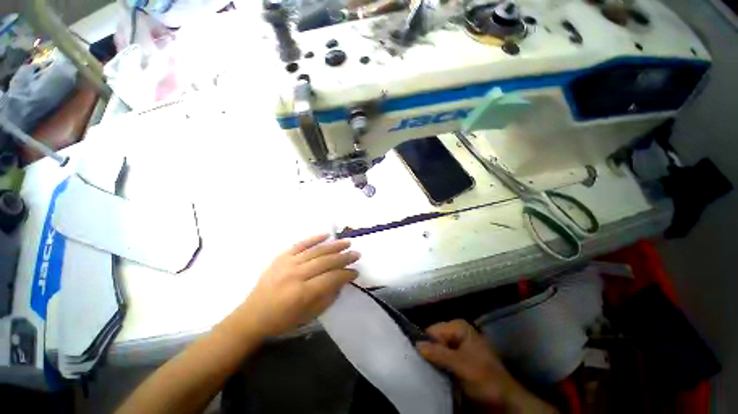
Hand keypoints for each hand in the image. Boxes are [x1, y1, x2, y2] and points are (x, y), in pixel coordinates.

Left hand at [238, 234, 359, 337]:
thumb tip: (341, 282)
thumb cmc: (282, 320)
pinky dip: (314, 238)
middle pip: (326, 261)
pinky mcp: (281, 257)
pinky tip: (326, 235)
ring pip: (316, 250)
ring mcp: (287, 263)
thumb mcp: (308, 316)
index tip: (356, 272)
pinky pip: (300, 244)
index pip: (331, 278)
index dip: (346, 274)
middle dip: (344, 257)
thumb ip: (327, 298)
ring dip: (334, 246)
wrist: (252, 316)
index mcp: (302, 293)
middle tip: (356, 254)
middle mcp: (296, 274)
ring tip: (347, 243)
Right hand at [417, 320, 556, 412]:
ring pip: (435, 350)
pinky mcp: (457, 360)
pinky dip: (436, 367)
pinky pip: (440, 359)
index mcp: (459, 327)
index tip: (420, 360)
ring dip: (431, 361)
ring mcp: (457, 346)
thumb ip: (440, 354)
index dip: (426, 344)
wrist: (505, 402)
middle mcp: (456, 333)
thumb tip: (416, 344)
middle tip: (421, 368)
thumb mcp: (463, 366)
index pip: (433, 330)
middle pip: (433, 339)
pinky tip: (434, 375)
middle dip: (428, 352)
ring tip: (426, 372)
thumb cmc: (487, 380)